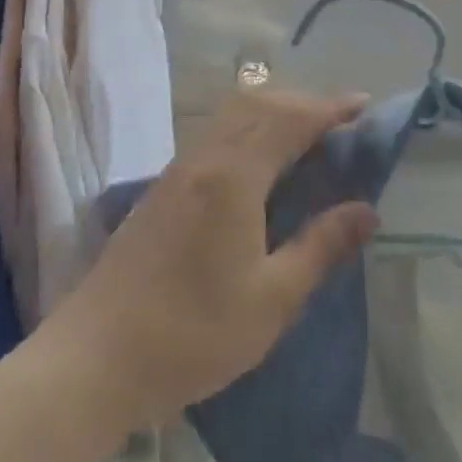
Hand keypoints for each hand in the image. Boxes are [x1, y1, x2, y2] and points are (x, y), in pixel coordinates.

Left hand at [50, 89, 377, 428]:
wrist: (94, 358)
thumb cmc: (191, 334)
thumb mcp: (271, 299)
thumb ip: (321, 247)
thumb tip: (367, 210)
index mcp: (234, 176)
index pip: (290, 120)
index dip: (330, 108)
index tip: (365, 105)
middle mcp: (205, 158)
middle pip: (258, 105)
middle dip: (304, 103)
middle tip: (342, 122)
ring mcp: (178, 170)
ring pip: (232, 116)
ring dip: (273, 113)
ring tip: (307, 137)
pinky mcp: (162, 188)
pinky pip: (215, 136)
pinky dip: (248, 130)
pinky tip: (260, 165)